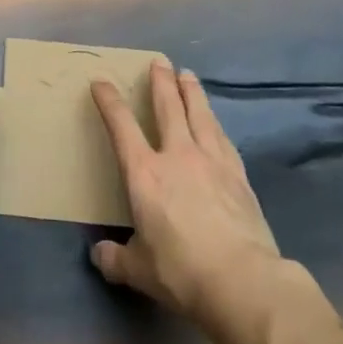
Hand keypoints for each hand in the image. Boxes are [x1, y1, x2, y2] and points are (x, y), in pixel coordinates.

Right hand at [90, 61, 291, 332]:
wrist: (243, 282)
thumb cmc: (181, 271)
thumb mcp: (139, 271)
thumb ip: (116, 260)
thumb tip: (98, 256)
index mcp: (144, 173)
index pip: (121, 126)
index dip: (109, 101)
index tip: (101, 82)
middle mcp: (177, 156)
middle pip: (168, 108)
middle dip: (161, 82)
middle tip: (160, 61)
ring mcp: (212, 163)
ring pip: (200, 115)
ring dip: (192, 93)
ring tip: (188, 75)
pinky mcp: (239, 177)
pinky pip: (223, 140)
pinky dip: (216, 125)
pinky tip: (217, 123)